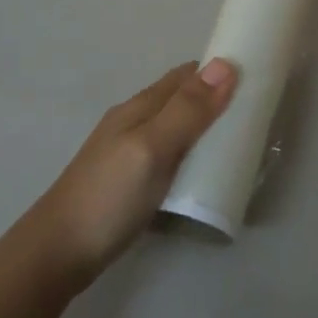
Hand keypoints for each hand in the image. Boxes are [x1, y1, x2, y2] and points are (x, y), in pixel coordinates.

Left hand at [28, 58, 237, 283]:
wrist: (58, 253)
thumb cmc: (108, 196)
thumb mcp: (152, 148)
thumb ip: (187, 110)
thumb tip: (226, 64)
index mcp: (140, 107)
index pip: (186, 76)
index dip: (218, 71)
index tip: (258, 78)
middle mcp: (135, 122)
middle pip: (182, 100)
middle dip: (217, 100)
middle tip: (258, 116)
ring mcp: (131, 153)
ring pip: (178, 129)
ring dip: (206, 129)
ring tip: (242, 144)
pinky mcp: (132, 181)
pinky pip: (172, 155)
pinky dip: (194, 155)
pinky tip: (207, 172)